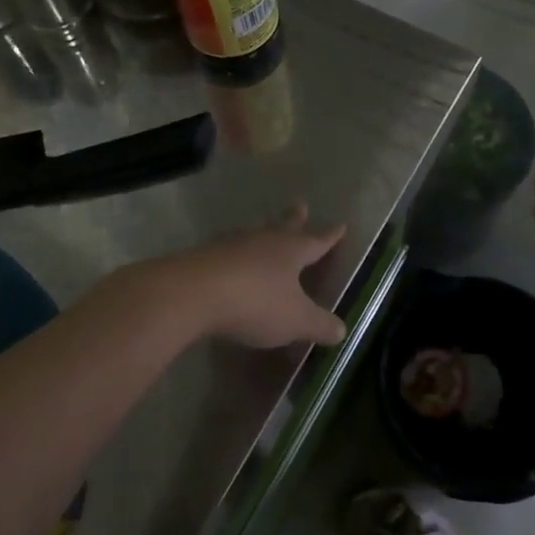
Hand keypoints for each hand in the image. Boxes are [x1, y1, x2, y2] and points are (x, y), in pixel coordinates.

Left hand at [153, 204, 347, 348]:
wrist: (192, 294)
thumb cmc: (255, 303)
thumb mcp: (296, 320)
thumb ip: (319, 325)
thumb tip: (342, 329)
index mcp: (291, 251)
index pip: (317, 241)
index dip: (330, 236)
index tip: (340, 225)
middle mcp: (263, 240)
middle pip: (283, 226)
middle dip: (295, 218)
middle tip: (301, 204)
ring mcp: (232, 245)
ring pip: (254, 233)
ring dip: (262, 230)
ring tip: (264, 226)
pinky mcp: (205, 257)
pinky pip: (228, 250)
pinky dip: (236, 252)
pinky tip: (230, 256)